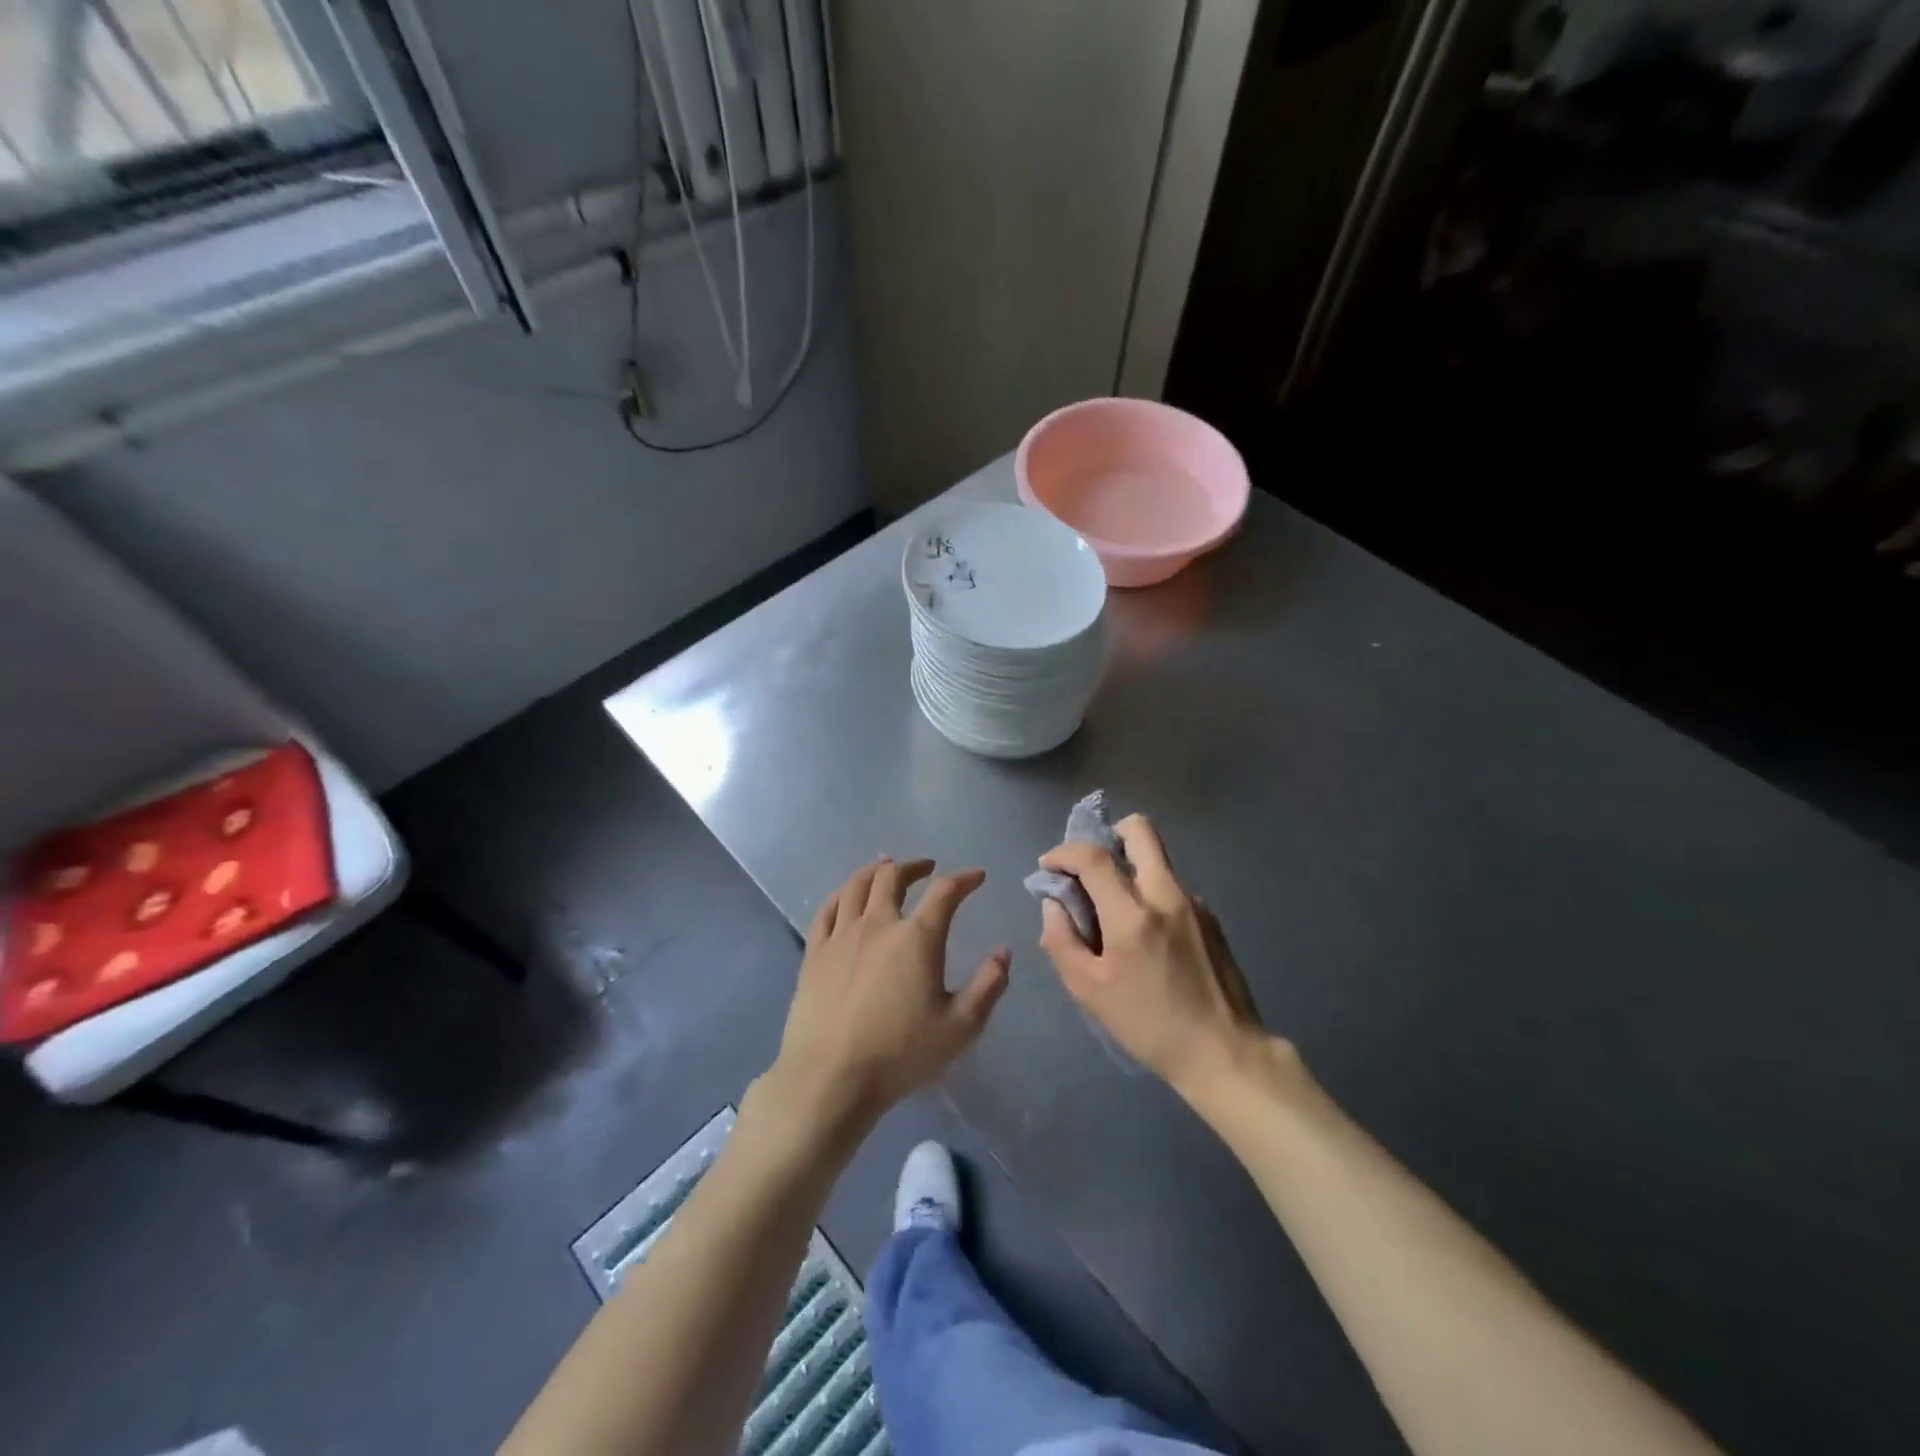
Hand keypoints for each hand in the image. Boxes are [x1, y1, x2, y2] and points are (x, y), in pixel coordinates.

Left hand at [769, 857, 1009, 1135]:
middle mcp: (878, 924)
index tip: (977, 876)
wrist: (830, 1077)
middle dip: (914, 866)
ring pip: (857, 885)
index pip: (945, 892)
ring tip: (886, 867)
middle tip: (927, 868)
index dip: (964, 879)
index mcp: (917, 938)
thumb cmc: (900, 1054)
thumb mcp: (961, 1028)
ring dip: (876, 870)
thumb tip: (1004, 952)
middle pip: (893, 876)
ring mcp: (841, 935)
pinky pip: (827, 909)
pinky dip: (842, 893)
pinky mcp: (814, 952)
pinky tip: (847, 896)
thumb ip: (988, 986)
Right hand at [1036, 816, 1265, 1098]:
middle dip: (1108, 835)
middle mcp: (1166, 894)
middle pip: (1139, 830)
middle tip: (1090, 867)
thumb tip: (1053, 904)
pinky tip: (1146, 936)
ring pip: (1156, 859)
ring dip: (1129, 869)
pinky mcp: (1210, 917)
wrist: (1224, 1052)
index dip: (1063, 852)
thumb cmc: (1149, 1025)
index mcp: (1133, 914)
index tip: (1049, 866)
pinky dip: (1149, 894)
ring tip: (1114, 912)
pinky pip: (1171, 887)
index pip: (1093, 856)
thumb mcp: (1089, 991)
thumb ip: (1061, 940)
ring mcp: (1194, 902)